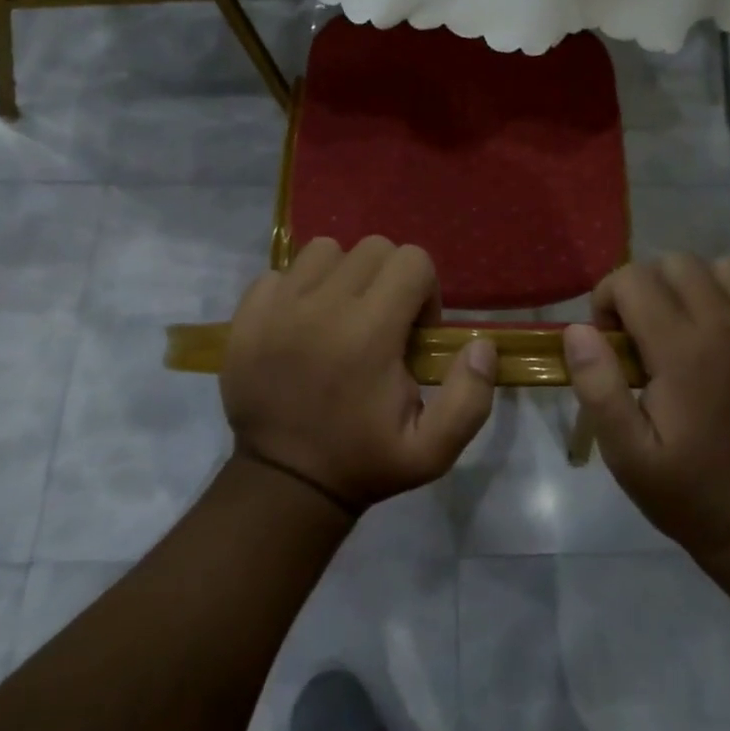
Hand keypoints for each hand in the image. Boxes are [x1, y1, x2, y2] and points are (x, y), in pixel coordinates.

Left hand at [221, 237, 496, 514]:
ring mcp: (278, 306)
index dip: (425, 291)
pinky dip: (298, 288)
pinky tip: (302, 324)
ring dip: (343, 275)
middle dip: (389, 278)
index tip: (414, 331)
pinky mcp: (248, 313)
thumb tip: (482, 344)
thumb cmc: (363, 462)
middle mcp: (323, 306)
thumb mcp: (433, 450)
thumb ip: (470, 396)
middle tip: (382, 323)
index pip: (413, 260)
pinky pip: (280, 272)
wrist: (284, 482)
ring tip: (341, 317)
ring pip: (324, 250)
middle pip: (372, 248)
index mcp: (370, 333)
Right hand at [563, 254, 729, 558]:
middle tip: (641, 333)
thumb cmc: (687, 490)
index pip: (633, 279)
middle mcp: (727, 327)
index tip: (608, 340)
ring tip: (685, 327)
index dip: (607, 299)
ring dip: (696, 287)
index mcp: (681, 350)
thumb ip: (598, 386)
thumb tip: (578, 330)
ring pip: (726, 269)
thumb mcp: (625, 452)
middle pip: (678, 263)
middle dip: (646, 286)